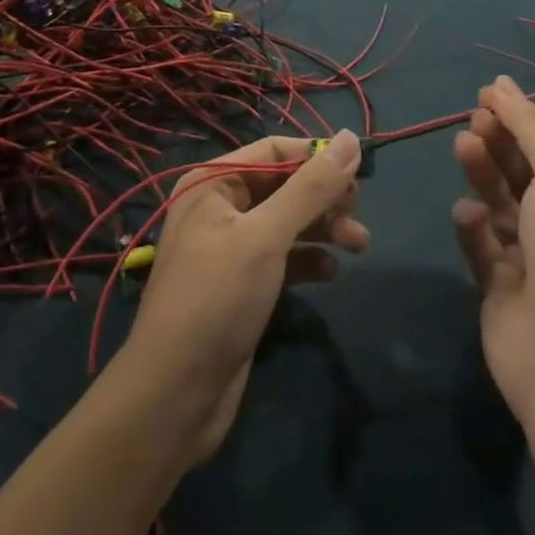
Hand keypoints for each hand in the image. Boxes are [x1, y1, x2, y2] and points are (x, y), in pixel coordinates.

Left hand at [125, 134, 367, 460]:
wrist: (174, 397)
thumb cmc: (217, 299)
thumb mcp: (267, 237)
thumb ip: (311, 188)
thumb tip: (352, 137)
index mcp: (213, 182)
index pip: (274, 150)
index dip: (316, 157)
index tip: (359, 172)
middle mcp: (219, 206)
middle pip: (283, 186)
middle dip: (324, 197)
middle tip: (358, 213)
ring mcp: (229, 248)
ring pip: (287, 222)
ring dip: (323, 229)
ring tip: (360, 244)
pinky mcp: (241, 285)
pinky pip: (282, 258)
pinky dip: (308, 261)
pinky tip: (331, 274)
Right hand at [452, 77, 534, 423]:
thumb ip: (530, 127)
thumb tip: (502, 85)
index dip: (524, 119)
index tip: (489, 94)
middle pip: (527, 172)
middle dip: (501, 142)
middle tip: (475, 120)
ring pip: (501, 202)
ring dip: (483, 172)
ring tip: (463, 146)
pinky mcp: (501, 285)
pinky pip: (483, 242)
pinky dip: (475, 224)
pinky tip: (470, 215)